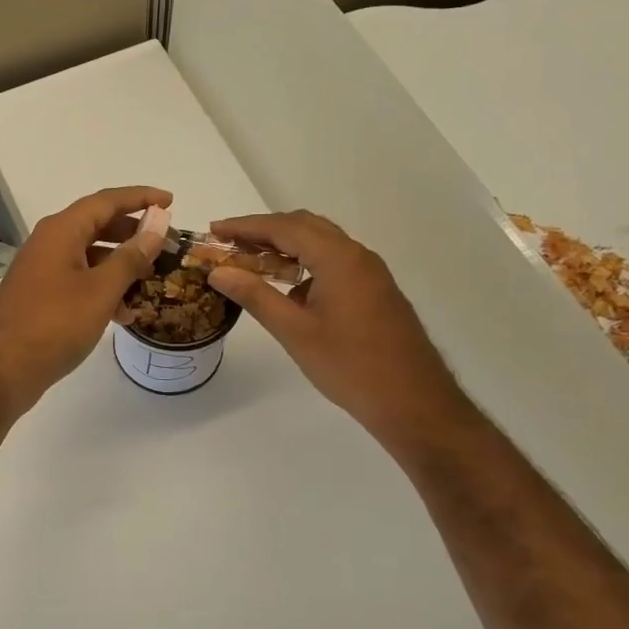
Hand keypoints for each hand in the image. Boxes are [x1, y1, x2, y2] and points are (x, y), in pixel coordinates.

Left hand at [0, 186, 171, 412]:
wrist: (0, 370)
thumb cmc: (54, 324)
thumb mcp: (100, 290)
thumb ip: (131, 255)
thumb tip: (157, 223)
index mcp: (61, 231)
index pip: (106, 201)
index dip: (140, 198)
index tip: (170, 201)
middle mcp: (49, 243)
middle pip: (96, 225)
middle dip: (132, 233)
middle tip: (164, 243)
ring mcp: (41, 270)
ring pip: (88, 256)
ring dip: (120, 266)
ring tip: (150, 281)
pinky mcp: (39, 296)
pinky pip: (77, 281)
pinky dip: (102, 289)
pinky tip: (123, 314)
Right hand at [206, 211, 471, 452]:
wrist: (414, 402)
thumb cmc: (350, 366)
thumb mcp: (294, 331)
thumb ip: (255, 295)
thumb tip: (218, 271)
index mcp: (338, 258)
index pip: (284, 227)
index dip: (245, 226)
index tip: (214, 229)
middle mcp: (357, 256)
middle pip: (304, 226)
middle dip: (265, 230)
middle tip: (229, 243)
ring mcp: (370, 273)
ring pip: (321, 243)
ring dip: (286, 246)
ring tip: (251, 262)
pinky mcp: (375, 291)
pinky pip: (334, 262)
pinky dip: (306, 263)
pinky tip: (289, 288)